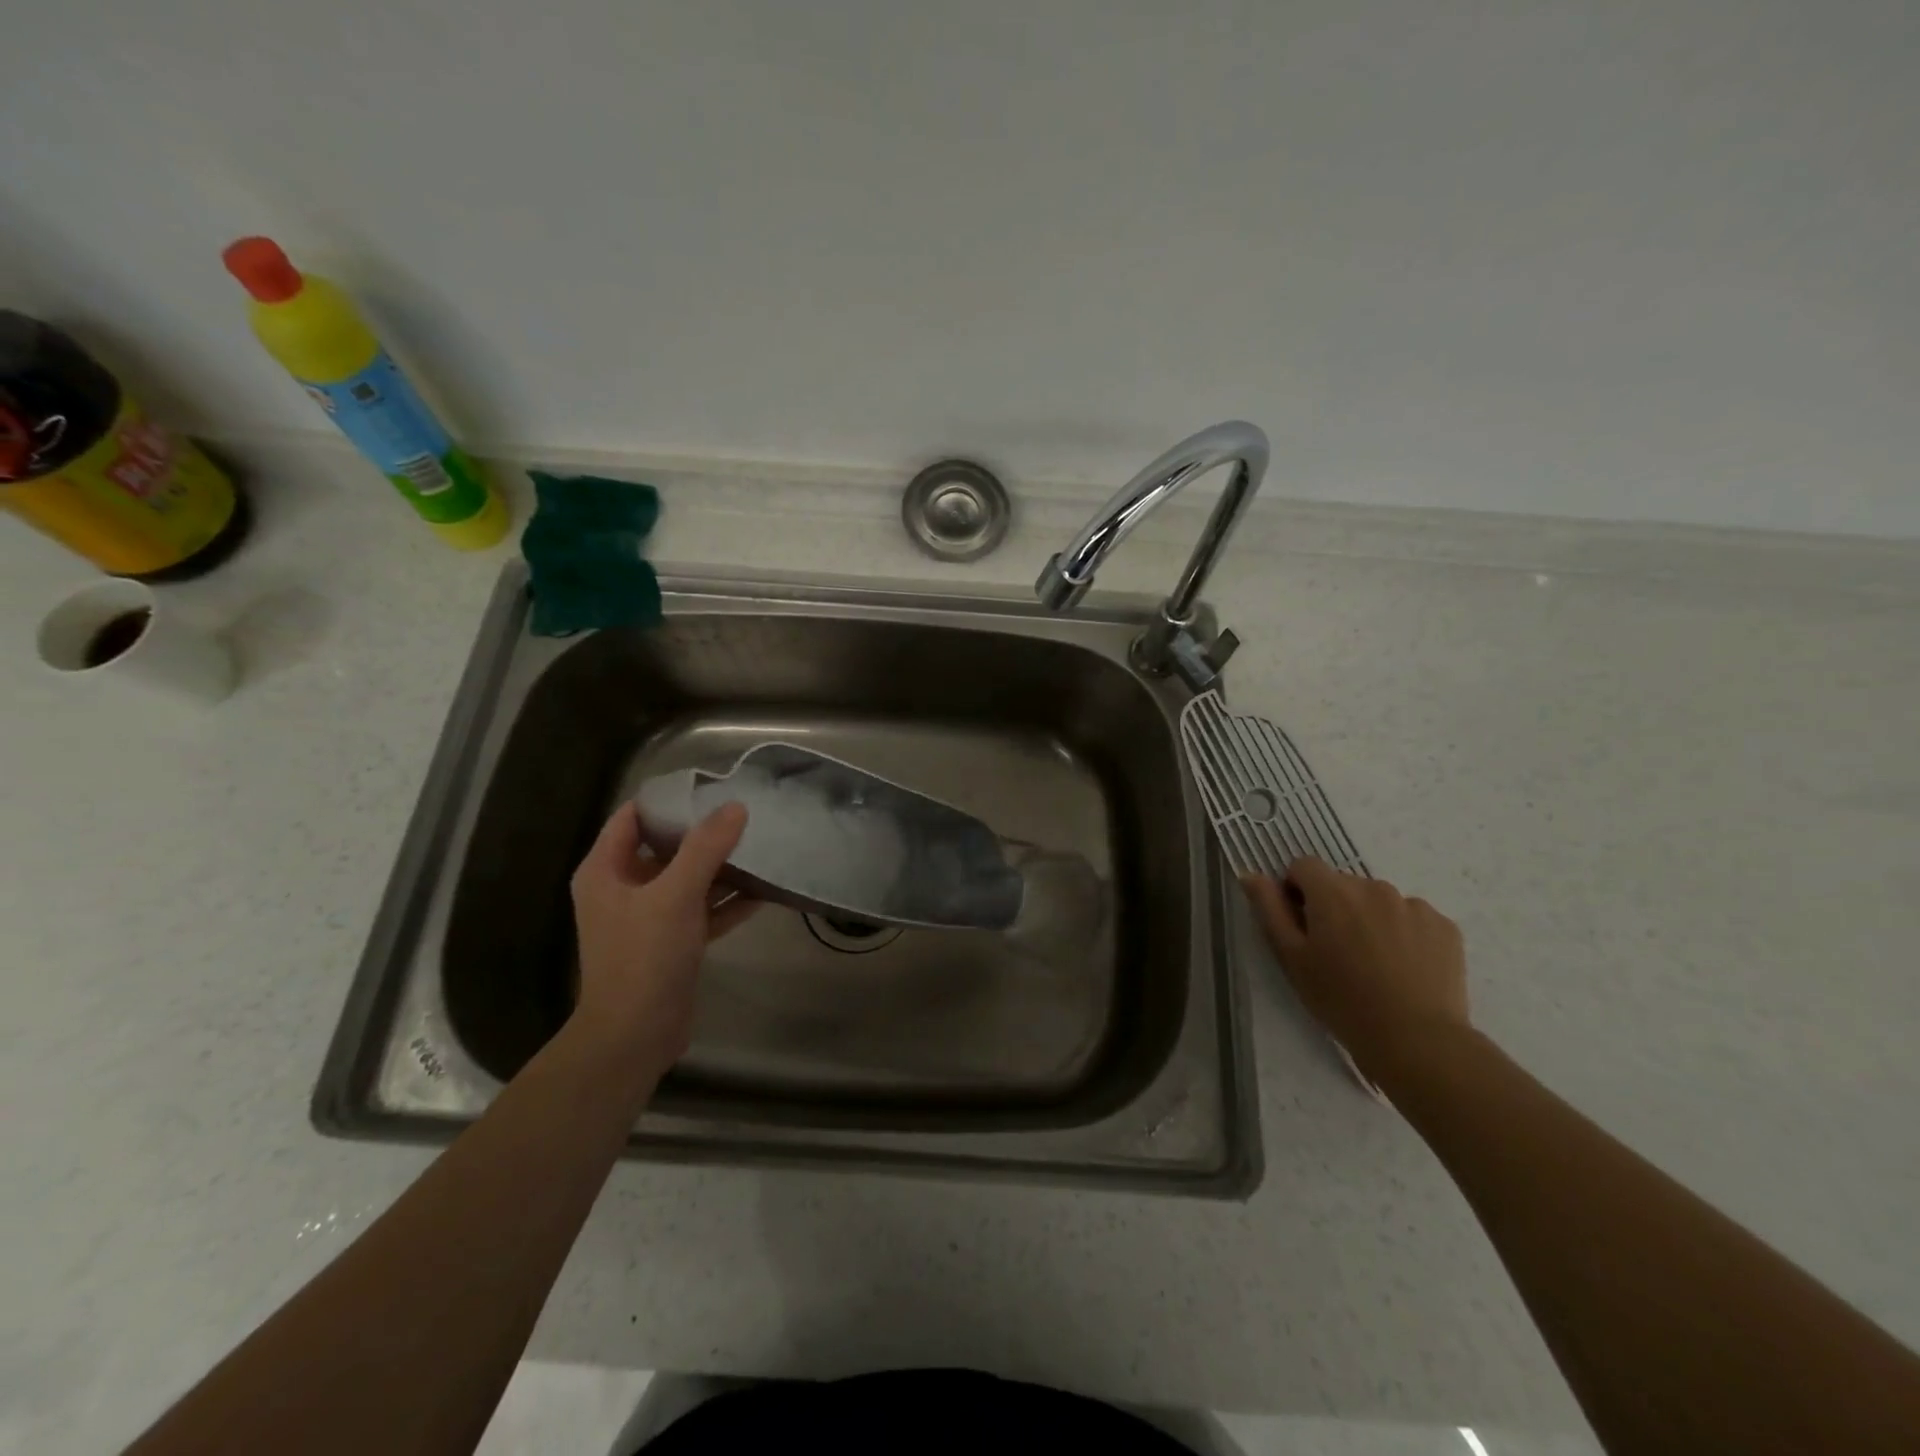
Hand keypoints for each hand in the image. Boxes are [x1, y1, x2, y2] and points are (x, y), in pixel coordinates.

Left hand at [569, 801, 754, 1076]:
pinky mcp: (672, 941)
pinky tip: (764, 891)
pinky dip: (728, 901)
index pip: (632, 817)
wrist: (635, 1035)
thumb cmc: (643, 957)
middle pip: (665, 846)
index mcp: (606, 870)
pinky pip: (702, 909)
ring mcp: (648, 917)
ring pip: (688, 879)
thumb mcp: (675, 895)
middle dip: (703, 832)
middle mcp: (623, 888)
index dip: (667, 799)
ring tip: (760, 846)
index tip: (709, 787)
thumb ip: (706, 848)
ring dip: (721, 867)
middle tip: (744, 813)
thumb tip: (736, 807)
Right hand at [1243, 858, 1470, 1083]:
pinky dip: (1404, 934)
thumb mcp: (1291, 958)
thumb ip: (1269, 909)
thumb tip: (1251, 875)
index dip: (1296, 891)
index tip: (1302, 925)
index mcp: (1332, 891)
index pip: (1304, 866)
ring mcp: (1413, 905)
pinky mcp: (1444, 926)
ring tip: (1375, 965)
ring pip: (1379, 902)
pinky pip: (1413, 919)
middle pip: (1343, 885)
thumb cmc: (1341, 999)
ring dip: (1370, 920)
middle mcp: (1373, 886)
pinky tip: (1405, 969)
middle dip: (1335, 908)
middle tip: (1337, 953)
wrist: (1416, 1040)